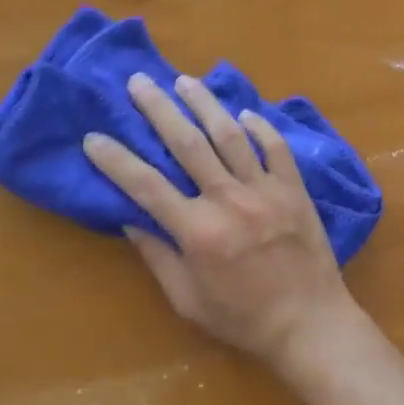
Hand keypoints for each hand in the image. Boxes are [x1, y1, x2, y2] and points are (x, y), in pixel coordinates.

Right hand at [82, 72, 358, 365]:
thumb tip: (129, 219)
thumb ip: (158, 257)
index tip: (93, 137)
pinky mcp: (294, 190)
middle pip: (187, 144)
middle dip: (158, 109)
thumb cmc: (243, 319)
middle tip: (139, 81)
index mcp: (198, 232)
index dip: (116, 159)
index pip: (146, 185)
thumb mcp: (188, 299)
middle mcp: (229, 201)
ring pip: (230, 135)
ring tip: (185, 81)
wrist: (310, 323)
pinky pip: (275, 148)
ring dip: (205, 104)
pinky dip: (259, 127)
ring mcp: (265, 190)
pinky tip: (244, 113)